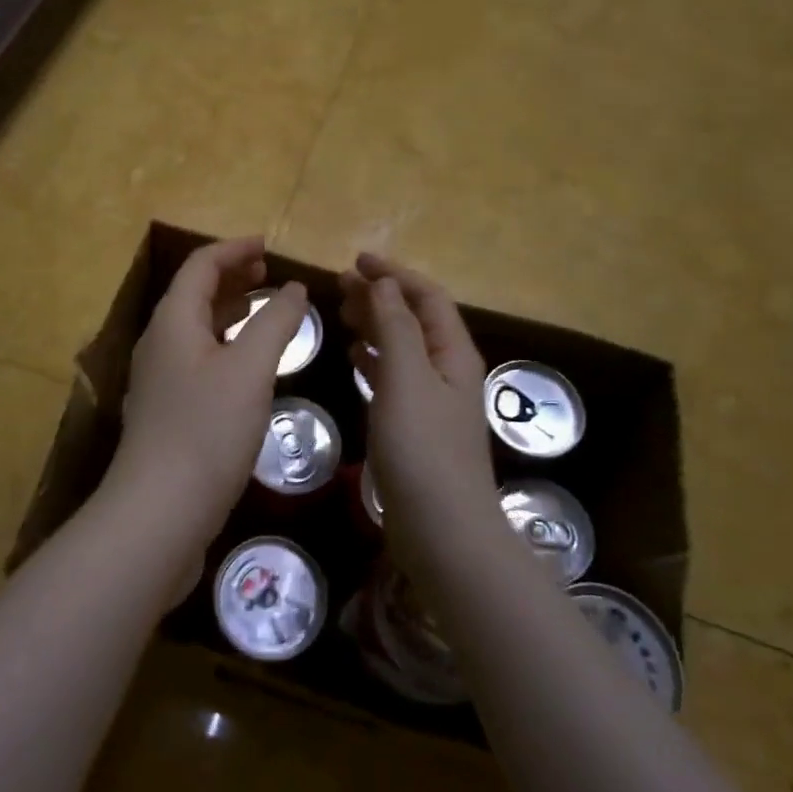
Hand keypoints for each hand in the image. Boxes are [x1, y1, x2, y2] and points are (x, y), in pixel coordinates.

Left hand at [107, 237, 308, 553]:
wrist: (159, 512)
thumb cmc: (207, 431)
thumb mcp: (250, 370)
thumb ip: (276, 323)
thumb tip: (293, 288)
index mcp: (173, 322)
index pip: (200, 266)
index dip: (234, 249)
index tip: (269, 246)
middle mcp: (159, 344)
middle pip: (194, 295)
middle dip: (232, 278)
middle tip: (269, 274)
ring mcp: (160, 380)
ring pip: (196, 330)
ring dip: (229, 313)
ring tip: (265, 312)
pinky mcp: (168, 412)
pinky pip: (198, 361)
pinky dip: (226, 347)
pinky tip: (249, 368)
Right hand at [340, 254, 496, 551]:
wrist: (442, 531)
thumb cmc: (423, 449)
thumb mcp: (407, 379)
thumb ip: (395, 328)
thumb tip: (384, 284)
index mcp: (453, 353)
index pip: (427, 297)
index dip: (394, 273)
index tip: (356, 260)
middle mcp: (447, 371)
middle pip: (414, 318)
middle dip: (380, 296)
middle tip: (339, 284)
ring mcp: (432, 401)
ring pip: (402, 347)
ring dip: (374, 325)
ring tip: (341, 313)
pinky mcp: (415, 426)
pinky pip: (393, 378)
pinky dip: (373, 360)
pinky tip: (353, 357)